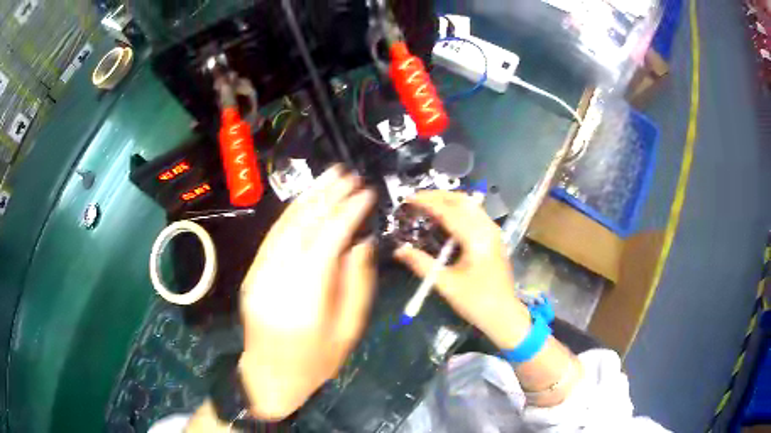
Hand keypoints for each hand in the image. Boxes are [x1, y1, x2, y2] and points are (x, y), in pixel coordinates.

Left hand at [238, 165, 376, 419]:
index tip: (367, 193)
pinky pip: (272, 236)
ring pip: (284, 225)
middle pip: (303, 226)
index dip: (348, 212)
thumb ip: (357, 284)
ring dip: (308, 197)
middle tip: (349, 173)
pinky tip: (307, 200)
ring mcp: (259, 273)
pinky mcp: (252, 273)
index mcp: (305, 299)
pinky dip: (291, 214)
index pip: (327, 241)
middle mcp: (276, 279)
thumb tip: (361, 241)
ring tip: (329, 176)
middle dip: (328, 195)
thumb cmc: (316, 362)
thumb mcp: (349, 331)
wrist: (270, 376)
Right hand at [394, 191, 530, 349]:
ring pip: (470, 204)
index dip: (427, 203)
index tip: (408, 199)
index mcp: (476, 240)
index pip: (449, 211)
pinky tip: (446, 217)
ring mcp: (494, 232)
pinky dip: (459, 209)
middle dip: (438, 196)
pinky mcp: (494, 237)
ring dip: (449, 200)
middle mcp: (488, 229)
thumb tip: (399, 250)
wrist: (503, 314)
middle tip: (416, 199)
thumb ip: (421, 264)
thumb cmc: (475, 302)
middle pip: (462, 201)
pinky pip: (475, 213)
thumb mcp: (445, 284)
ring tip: (428, 204)